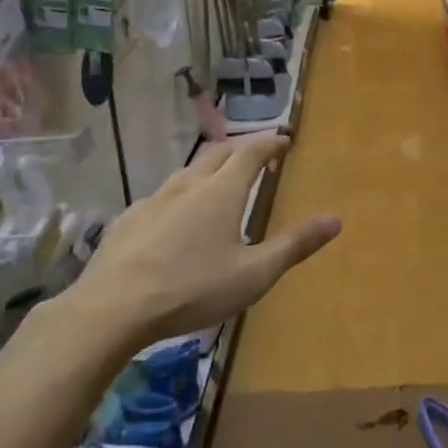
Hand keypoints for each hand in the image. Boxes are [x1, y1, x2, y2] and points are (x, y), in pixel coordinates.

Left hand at [45, 134, 339, 352]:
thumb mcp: (254, 274)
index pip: (251, 152)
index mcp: (222, 192)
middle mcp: (188, 185)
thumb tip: (335, 218)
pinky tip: (176, 216)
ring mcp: (153, 200)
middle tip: (256, 153)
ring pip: (187, 172)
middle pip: (218, 153)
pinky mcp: (128, 219)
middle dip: (241, 148)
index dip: (270, 142)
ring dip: (209, 168)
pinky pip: (162, 196)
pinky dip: (181, 194)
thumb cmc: (193, 289)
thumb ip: (295, 245)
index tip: (284, 139)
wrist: (112, 308)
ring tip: (218, 180)